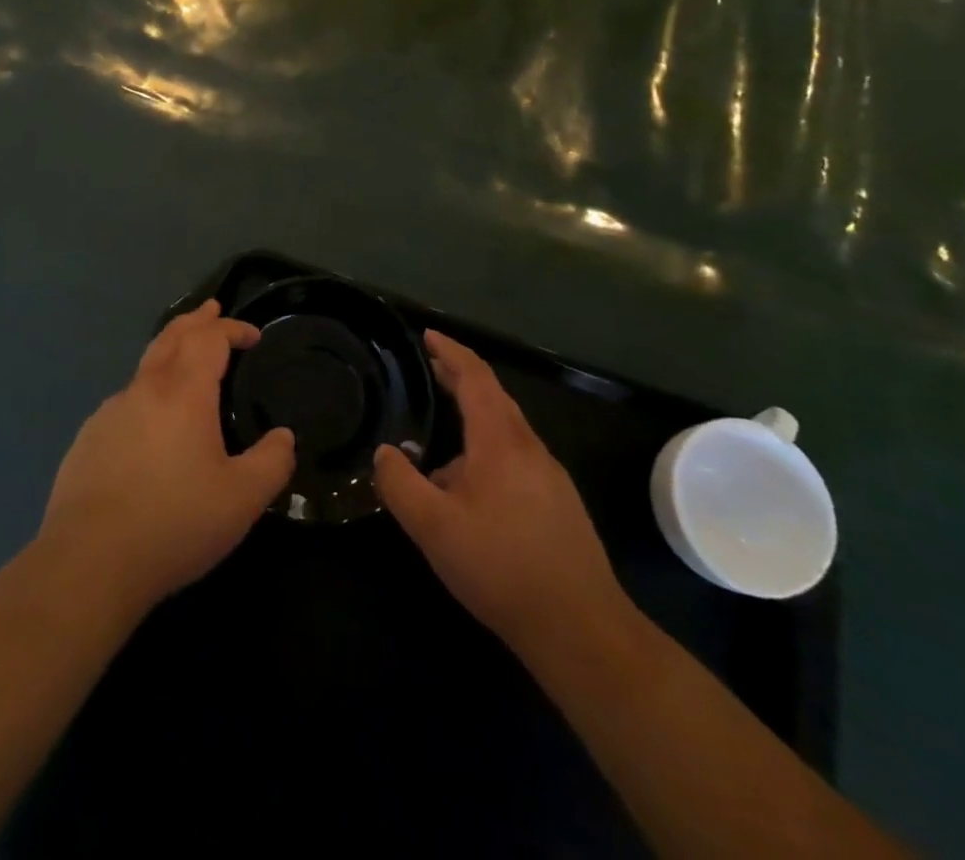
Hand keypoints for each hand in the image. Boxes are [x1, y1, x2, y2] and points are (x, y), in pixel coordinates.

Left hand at [39, 300, 295, 614]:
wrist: (89, 561)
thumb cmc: (175, 523)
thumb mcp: (242, 499)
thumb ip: (272, 463)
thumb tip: (284, 437)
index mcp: (184, 392)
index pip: (209, 338)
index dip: (232, 328)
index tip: (252, 336)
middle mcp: (144, 389)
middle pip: (171, 336)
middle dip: (195, 320)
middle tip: (211, 310)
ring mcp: (109, 412)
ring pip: (144, 367)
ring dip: (169, 354)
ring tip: (184, 365)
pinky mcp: (87, 439)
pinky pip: (124, 402)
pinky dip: (147, 393)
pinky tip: (150, 424)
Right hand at [373, 331, 625, 652]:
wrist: (581, 628)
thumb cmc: (501, 567)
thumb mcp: (434, 527)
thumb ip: (400, 484)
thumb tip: (383, 453)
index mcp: (500, 440)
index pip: (475, 377)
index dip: (450, 352)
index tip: (427, 335)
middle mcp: (529, 447)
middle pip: (494, 397)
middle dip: (460, 378)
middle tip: (429, 367)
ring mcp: (549, 476)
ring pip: (507, 429)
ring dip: (474, 416)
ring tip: (441, 430)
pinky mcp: (559, 503)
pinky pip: (516, 456)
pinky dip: (488, 446)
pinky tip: (470, 485)